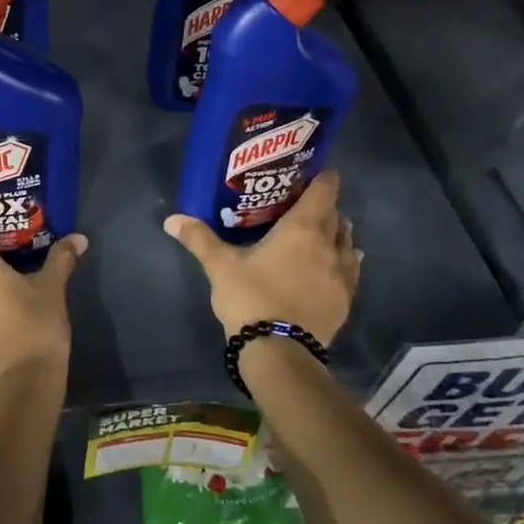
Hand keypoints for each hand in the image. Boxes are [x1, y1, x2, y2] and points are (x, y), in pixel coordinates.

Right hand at [163, 169, 360, 345]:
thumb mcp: (220, 266)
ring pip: (347, 242)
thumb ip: (199, 238)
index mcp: (302, 229)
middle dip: (325, 206)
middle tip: (305, 202)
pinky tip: (339, 263)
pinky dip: (346, 260)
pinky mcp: (345, 300)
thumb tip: (171, 219)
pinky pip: (351, 270)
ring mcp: (341, 275)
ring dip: (338, 232)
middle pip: (336, 216)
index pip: (323, 192)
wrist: (280, 352)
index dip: (323, 178)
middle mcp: (328, 245)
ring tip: (323, 230)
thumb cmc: (251, 298)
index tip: (317, 171)